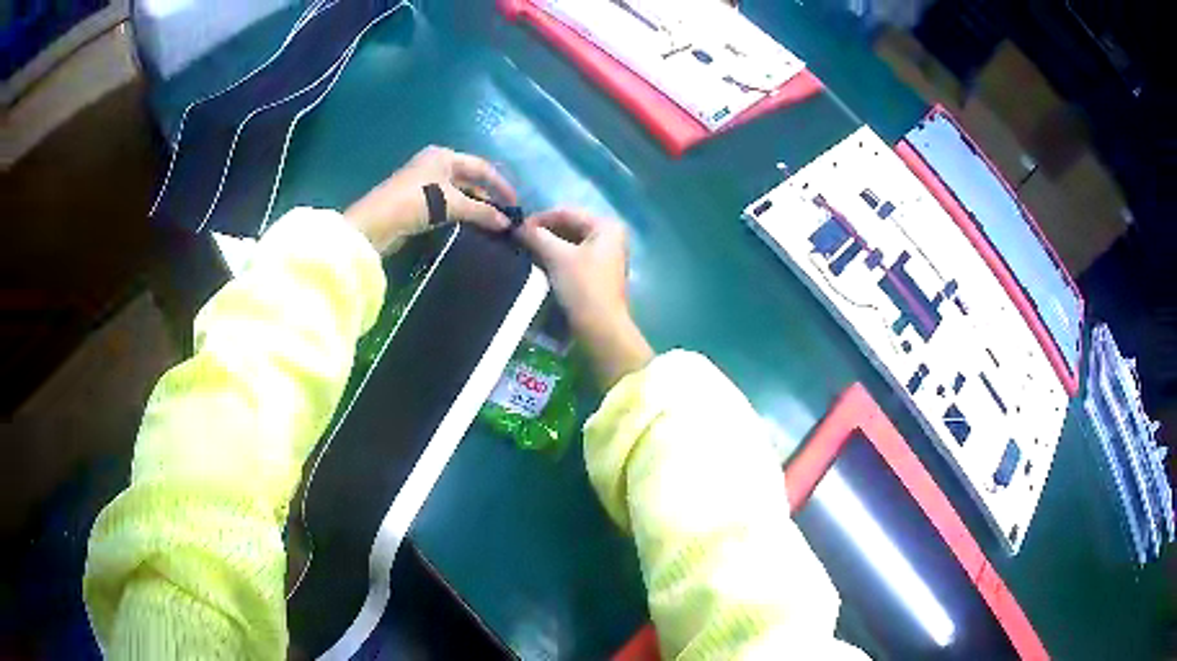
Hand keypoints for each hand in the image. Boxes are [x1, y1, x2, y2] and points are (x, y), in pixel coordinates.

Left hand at [344, 146, 516, 252]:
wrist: (374, 224)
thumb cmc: (414, 202)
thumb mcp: (451, 204)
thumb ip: (481, 212)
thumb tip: (507, 223)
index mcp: (444, 156)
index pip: (481, 167)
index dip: (500, 185)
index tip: (515, 204)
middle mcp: (435, 165)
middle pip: (470, 179)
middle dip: (487, 197)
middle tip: (504, 217)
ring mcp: (424, 184)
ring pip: (458, 194)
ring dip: (474, 208)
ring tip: (491, 225)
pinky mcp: (416, 203)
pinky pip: (446, 206)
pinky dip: (460, 215)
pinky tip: (470, 227)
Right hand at [518, 209, 652, 388]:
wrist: (601, 328)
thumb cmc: (582, 287)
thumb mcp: (557, 257)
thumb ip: (537, 236)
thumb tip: (518, 227)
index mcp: (606, 226)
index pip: (567, 212)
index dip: (539, 218)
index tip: (515, 228)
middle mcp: (611, 236)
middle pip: (570, 226)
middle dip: (544, 232)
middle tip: (519, 240)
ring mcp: (607, 256)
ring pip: (572, 242)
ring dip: (549, 245)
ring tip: (526, 251)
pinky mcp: (600, 274)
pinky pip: (575, 257)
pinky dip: (558, 258)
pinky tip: (540, 264)